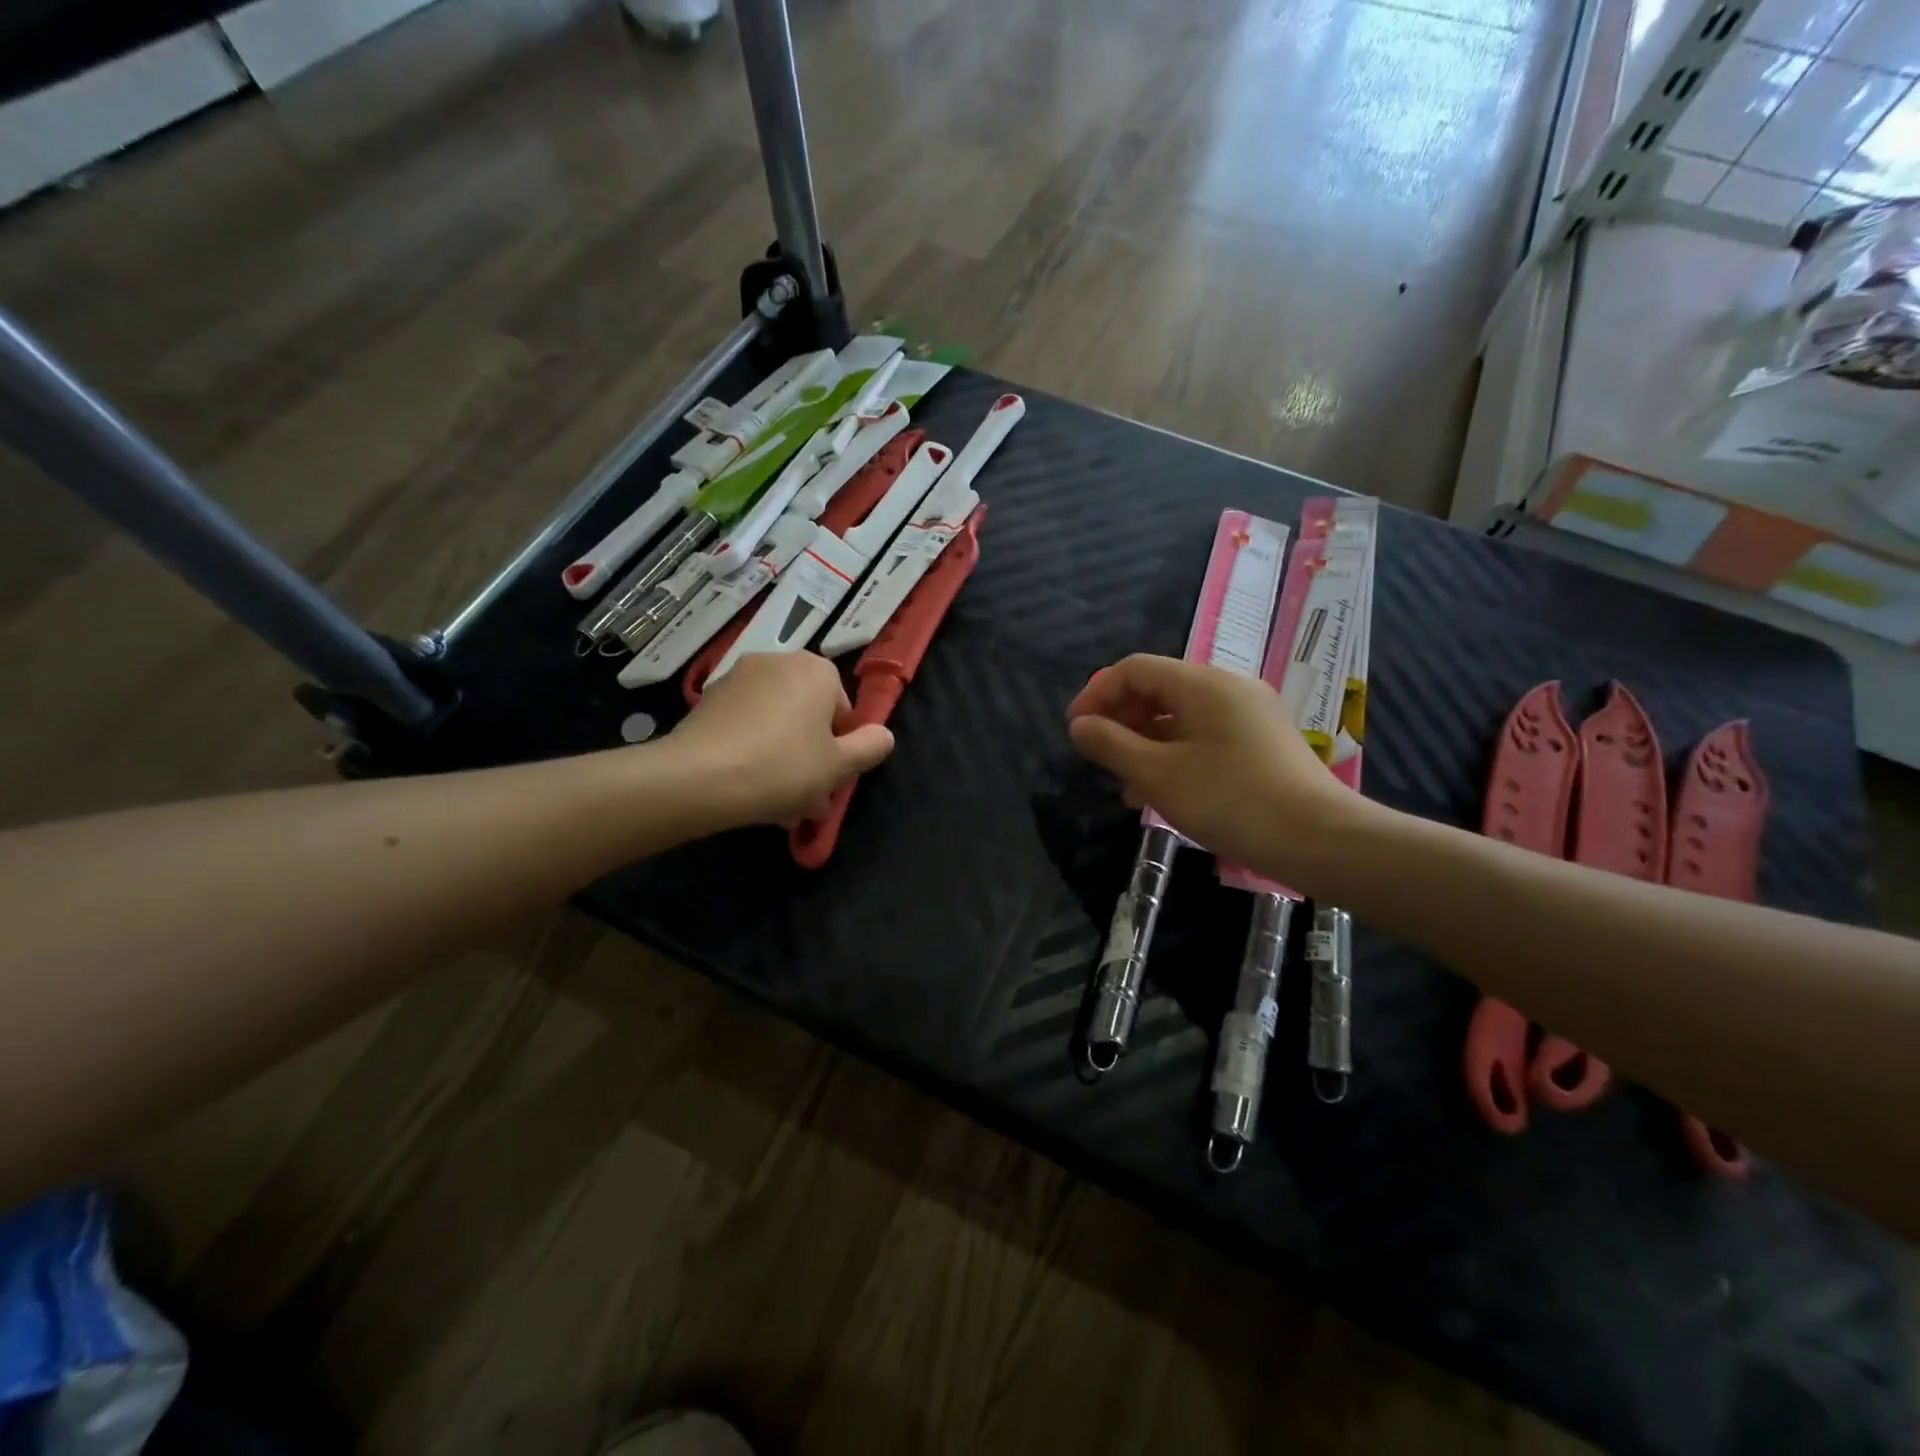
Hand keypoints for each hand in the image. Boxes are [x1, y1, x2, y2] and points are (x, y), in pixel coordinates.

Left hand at [668, 652, 893, 826]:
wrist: (698, 778)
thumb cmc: (782, 767)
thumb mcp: (839, 766)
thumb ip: (870, 747)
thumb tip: (883, 735)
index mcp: (816, 670)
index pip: (843, 709)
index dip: (841, 748)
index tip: (830, 779)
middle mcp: (777, 662)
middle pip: (807, 716)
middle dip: (810, 757)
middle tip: (807, 801)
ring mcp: (737, 679)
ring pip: (775, 724)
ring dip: (783, 760)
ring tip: (778, 807)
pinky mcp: (707, 701)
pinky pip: (745, 727)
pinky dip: (752, 752)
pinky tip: (748, 791)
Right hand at [1066, 654, 1362, 889]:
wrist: (1320, 840)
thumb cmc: (1231, 800)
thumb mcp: (1158, 774)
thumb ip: (1111, 745)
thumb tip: (1079, 726)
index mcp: (1203, 683)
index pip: (1135, 669)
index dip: (1097, 694)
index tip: (1075, 731)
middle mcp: (1228, 688)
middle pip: (1158, 690)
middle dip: (1121, 722)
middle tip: (1099, 760)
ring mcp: (1249, 716)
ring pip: (1180, 718)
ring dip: (1145, 745)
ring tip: (1126, 788)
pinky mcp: (1262, 744)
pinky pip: (1204, 737)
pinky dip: (1175, 756)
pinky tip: (1163, 794)